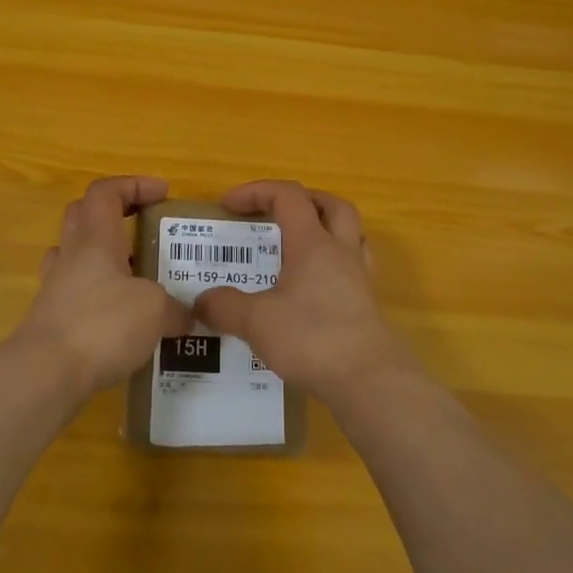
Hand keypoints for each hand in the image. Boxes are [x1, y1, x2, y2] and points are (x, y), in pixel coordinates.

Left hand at [16, 176, 190, 394]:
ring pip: (77, 254)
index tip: (162, 193)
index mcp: (96, 238)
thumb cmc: (101, 324)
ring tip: (137, 275)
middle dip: (116, 213)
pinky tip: (121, 316)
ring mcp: (56, 287)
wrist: (45, 373)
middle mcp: (72, 255)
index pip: (106, 191)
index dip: (134, 185)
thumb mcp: (154, 311)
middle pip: (84, 215)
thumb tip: (186, 316)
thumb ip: (175, 308)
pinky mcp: (52, 318)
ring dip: (105, 255)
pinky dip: (99, 294)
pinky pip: (76, 292)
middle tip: (144, 227)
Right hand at [194, 181, 419, 405]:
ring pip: (351, 235)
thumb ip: (225, 306)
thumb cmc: (312, 338)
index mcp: (313, 243)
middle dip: (303, 200)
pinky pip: (353, 269)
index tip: (228, 206)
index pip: (288, 196)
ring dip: (326, 230)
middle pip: (332, 206)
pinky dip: (333, 267)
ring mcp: (360, 279)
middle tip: (277, 214)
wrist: (370, 381)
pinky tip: (314, 290)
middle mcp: (341, 252)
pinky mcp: (368, 306)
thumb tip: (202, 301)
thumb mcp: (256, 321)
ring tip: (299, 247)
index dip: (257, 191)